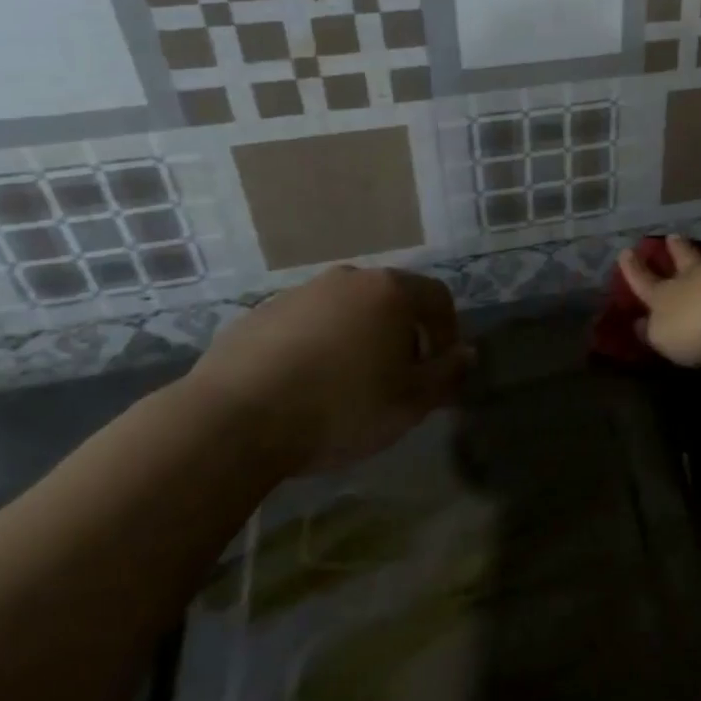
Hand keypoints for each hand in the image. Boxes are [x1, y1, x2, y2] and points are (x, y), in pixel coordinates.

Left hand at [185, 266, 470, 469]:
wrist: (232, 421)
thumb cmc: (339, 408)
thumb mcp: (409, 403)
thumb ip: (447, 374)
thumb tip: (468, 353)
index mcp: (390, 291)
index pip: (438, 298)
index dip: (448, 332)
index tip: (441, 369)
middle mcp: (349, 279)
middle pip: (392, 299)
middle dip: (403, 335)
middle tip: (397, 378)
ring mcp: (300, 292)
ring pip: (347, 310)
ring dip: (358, 338)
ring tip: (347, 384)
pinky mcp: (260, 313)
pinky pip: (306, 324)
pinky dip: (317, 345)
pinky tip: (303, 385)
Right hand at [617, 235, 700, 372]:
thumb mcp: (667, 337)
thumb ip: (656, 332)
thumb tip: (641, 325)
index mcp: (667, 296)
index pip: (645, 283)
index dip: (634, 271)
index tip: (625, 251)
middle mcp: (696, 276)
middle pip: (684, 261)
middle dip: (676, 251)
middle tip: (672, 236)